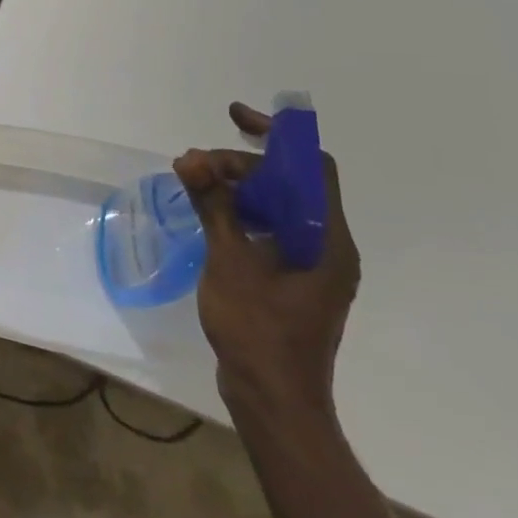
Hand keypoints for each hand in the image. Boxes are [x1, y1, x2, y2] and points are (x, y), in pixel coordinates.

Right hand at [176, 103, 359, 417]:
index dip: (276, 134)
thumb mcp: (230, 261)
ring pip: (279, 206)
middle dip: (242, 164)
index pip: (312, 166)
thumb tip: (190, 159)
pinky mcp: (294, 280)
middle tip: (194, 166)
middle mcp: (328, 246)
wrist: (273, 400)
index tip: (234, 118)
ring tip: (195, 185)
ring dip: (239, 188)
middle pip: (290, 183)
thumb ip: (213, 206)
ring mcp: (312, 265)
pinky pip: (272, 229)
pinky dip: (242, 214)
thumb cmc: (258, 331)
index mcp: (326, 239)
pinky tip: (211, 215)